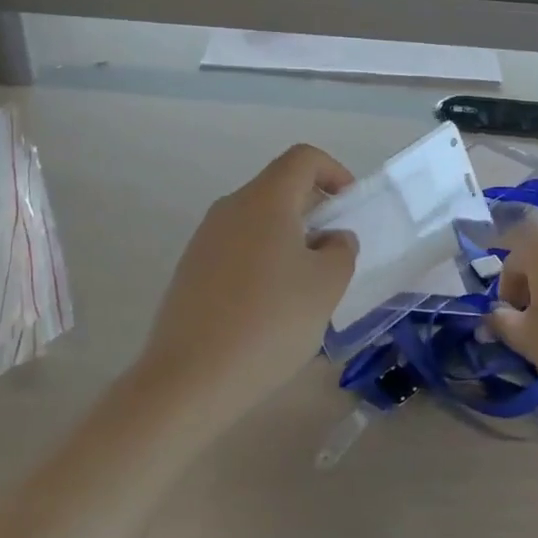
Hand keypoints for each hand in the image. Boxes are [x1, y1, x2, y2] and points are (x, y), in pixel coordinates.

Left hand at [138, 145, 357, 425]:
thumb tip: (332, 239)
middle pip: (279, 189)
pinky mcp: (190, 270)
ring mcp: (204, 239)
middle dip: (314, 212)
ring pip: (257, 221)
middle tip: (334, 254)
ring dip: (288, 240)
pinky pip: (237, 249)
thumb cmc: (269, 322)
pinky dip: (262, 261)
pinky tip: (269, 309)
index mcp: (264, 200)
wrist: (189, 379)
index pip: (303, 158)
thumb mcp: (326, 286)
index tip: (349, 209)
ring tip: (305, 288)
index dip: (334, 172)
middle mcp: (230, 208)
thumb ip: (341, 251)